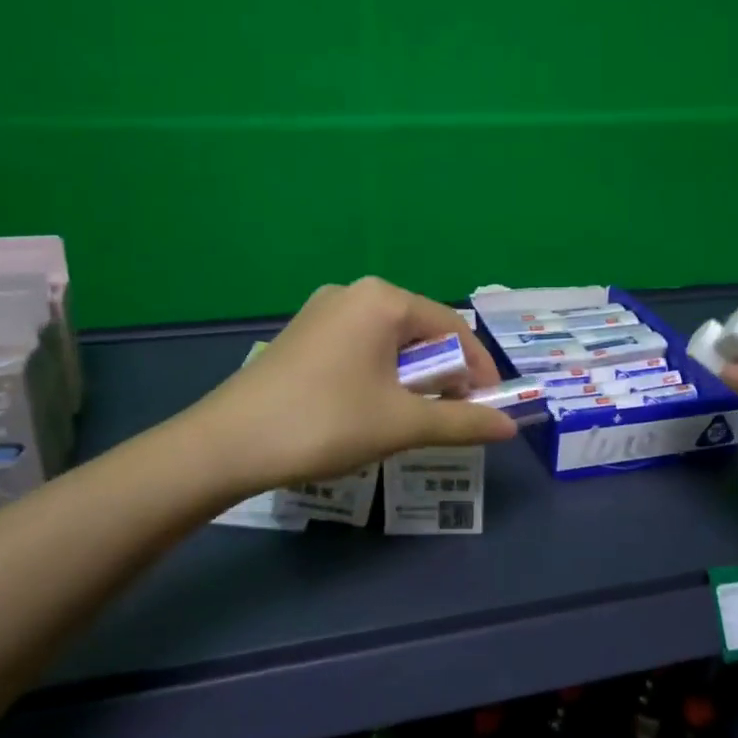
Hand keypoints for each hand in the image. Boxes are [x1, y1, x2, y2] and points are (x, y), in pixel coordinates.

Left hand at [188, 277, 518, 497]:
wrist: (227, 444)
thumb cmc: (326, 422)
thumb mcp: (402, 424)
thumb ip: (462, 422)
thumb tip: (510, 428)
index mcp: (383, 299)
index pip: (453, 328)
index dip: (478, 370)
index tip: (491, 408)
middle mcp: (354, 293)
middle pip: (421, 331)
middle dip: (445, 374)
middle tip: (455, 415)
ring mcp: (323, 311)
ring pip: (390, 341)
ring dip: (414, 378)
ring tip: (417, 417)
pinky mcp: (303, 334)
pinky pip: (361, 347)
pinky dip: (382, 374)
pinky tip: (375, 407)